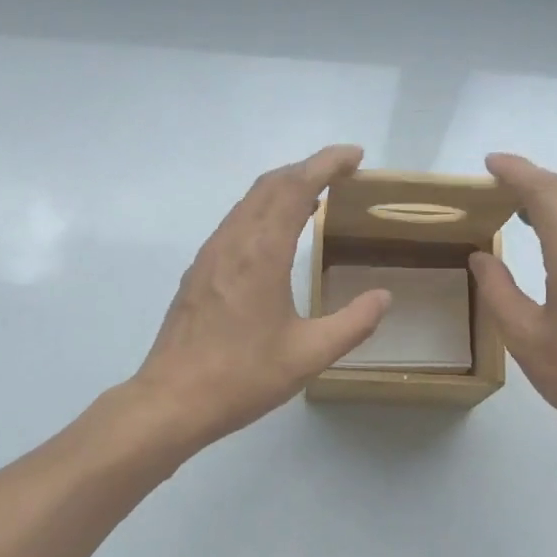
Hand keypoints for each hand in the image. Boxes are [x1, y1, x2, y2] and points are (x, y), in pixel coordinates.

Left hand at [132, 146, 390, 448]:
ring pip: (248, 202)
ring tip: (315, 198)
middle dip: (307, 169)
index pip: (295, 187)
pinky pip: (235, 223)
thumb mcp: (310, 355)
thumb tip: (384, 296)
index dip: (326, 163)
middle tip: (341, 173)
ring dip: (282, 189)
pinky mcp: (198, 272)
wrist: (172, 400)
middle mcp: (232, 242)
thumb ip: (353, 323)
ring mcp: (210, 255)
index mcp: (261, 253)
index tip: (355, 156)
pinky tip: (275, 236)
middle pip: (269, 185)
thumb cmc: (242, 376)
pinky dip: (262, 212)